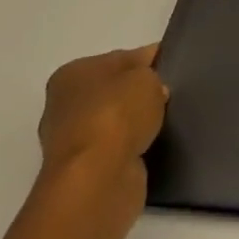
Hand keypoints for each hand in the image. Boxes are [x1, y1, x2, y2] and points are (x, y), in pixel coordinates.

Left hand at [38, 45, 169, 189]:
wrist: (97, 179)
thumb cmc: (117, 114)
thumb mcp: (146, 77)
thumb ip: (152, 75)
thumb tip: (153, 89)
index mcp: (72, 74)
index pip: (120, 58)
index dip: (148, 61)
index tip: (173, 68)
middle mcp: (64, 106)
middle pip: (114, 92)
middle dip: (139, 95)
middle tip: (171, 97)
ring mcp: (72, 143)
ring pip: (116, 123)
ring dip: (136, 124)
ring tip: (166, 122)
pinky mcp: (85, 172)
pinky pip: (118, 150)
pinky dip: (133, 149)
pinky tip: (154, 145)